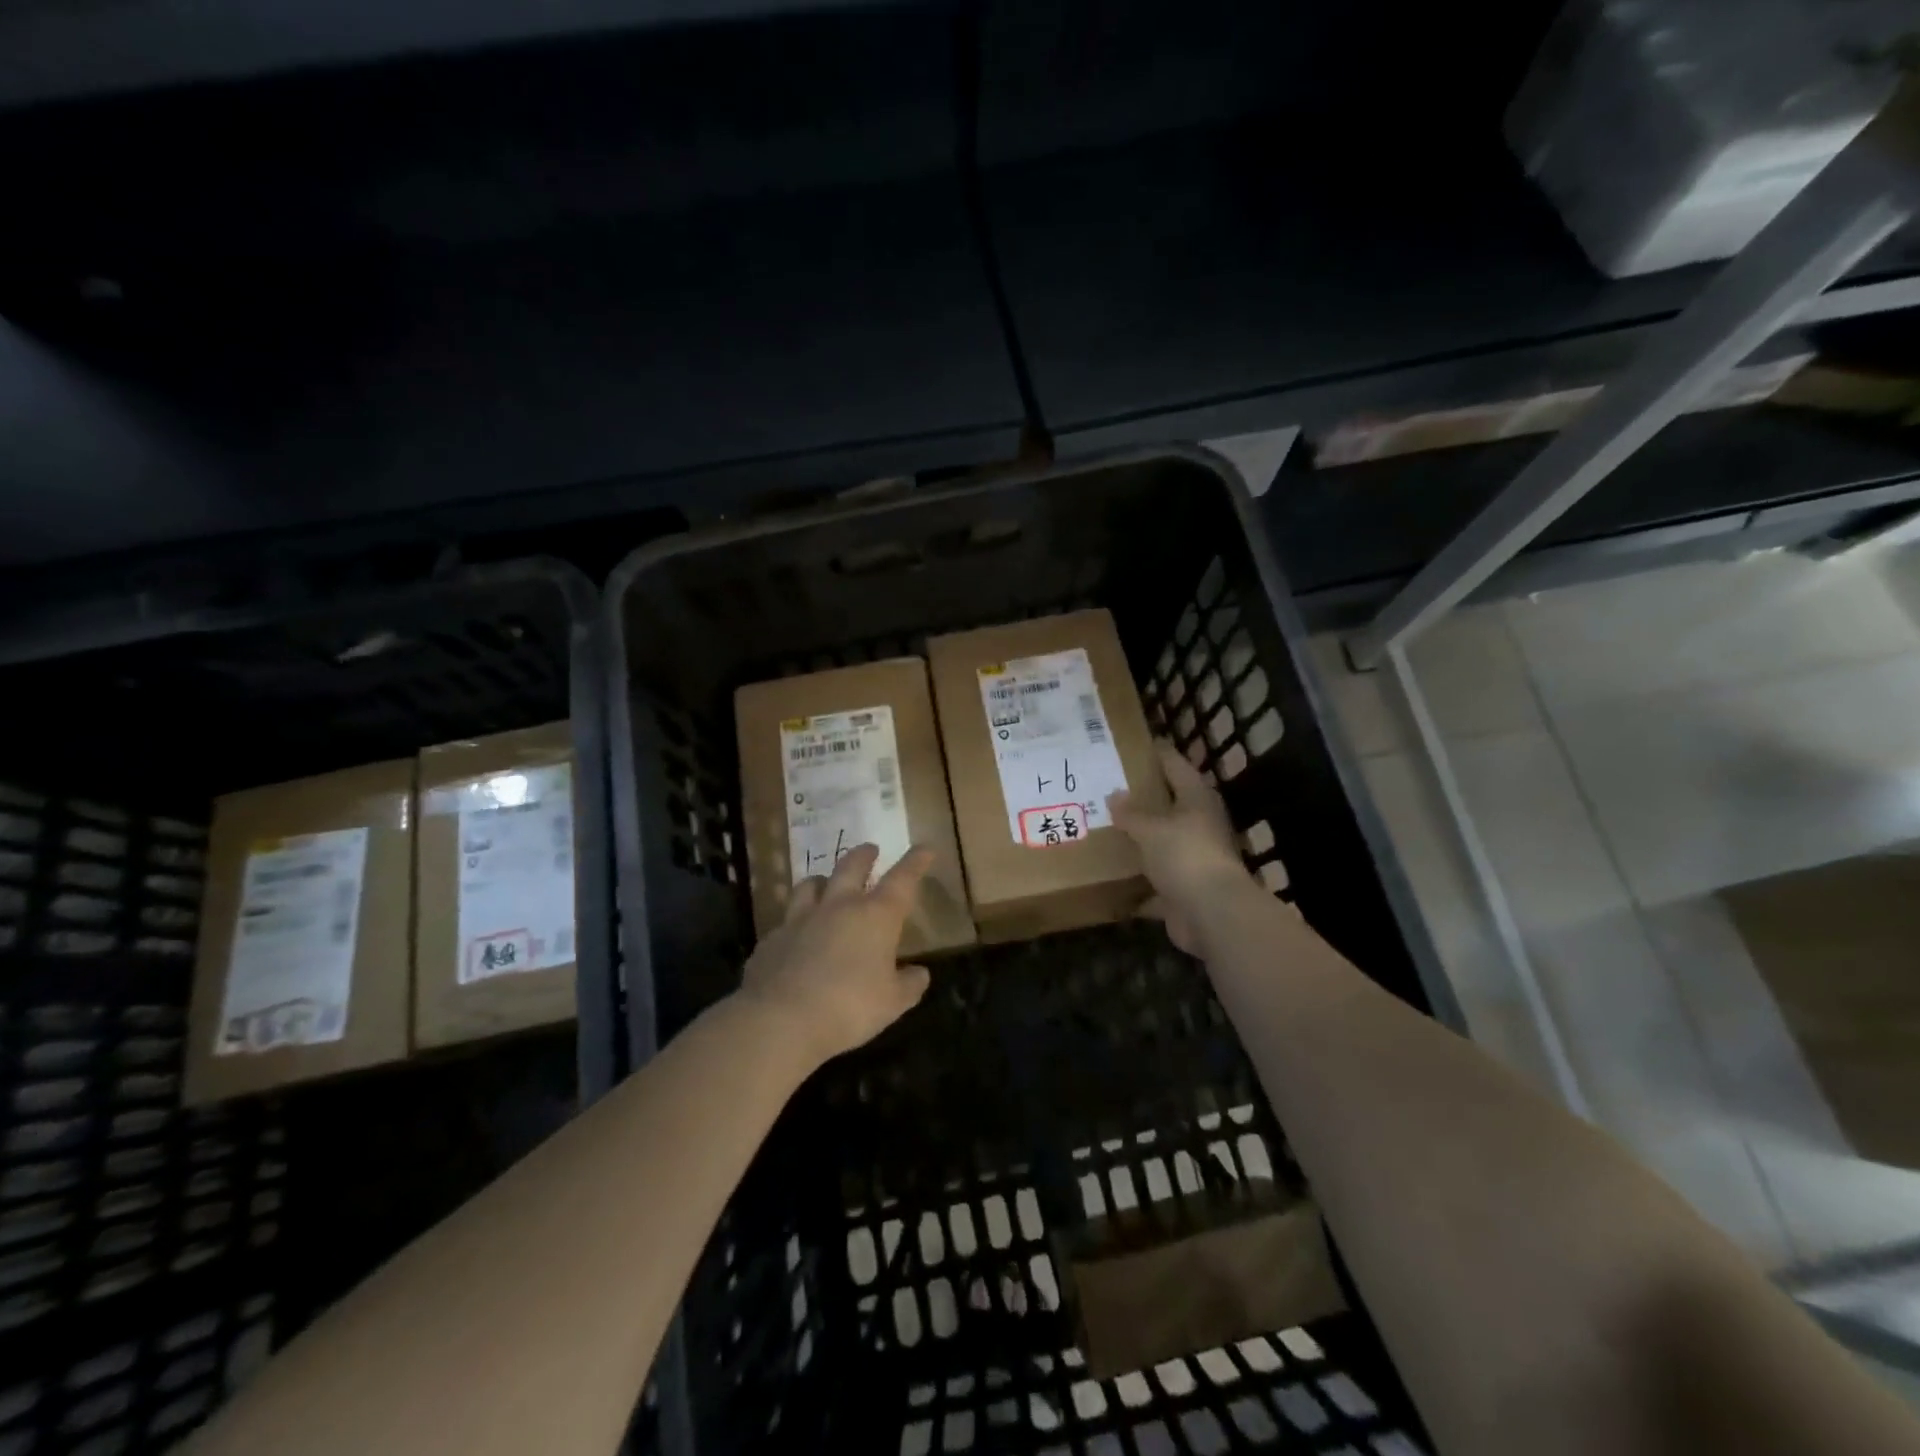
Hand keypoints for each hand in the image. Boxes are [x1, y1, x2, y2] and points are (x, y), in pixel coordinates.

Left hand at [739, 843, 934, 1064]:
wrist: (781, 1019)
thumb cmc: (850, 1007)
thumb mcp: (893, 1003)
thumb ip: (909, 984)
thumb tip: (920, 973)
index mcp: (876, 916)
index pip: (902, 879)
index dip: (915, 862)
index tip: (924, 848)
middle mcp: (838, 907)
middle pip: (851, 867)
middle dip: (864, 855)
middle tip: (870, 849)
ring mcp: (800, 919)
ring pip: (810, 884)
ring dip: (822, 879)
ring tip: (825, 881)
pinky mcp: (772, 938)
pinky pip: (786, 921)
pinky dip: (795, 923)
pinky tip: (795, 935)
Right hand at [1109, 739, 1251, 954]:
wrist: (1212, 914)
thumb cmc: (1185, 856)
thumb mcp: (1151, 829)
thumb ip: (1131, 813)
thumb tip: (1114, 795)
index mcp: (1196, 801)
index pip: (1176, 766)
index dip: (1159, 754)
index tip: (1138, 744)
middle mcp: (1199, 826)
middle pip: (1170, 806)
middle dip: (1143, 800)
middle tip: (1109, 788)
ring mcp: (1193, 860)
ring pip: (1162, 845)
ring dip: (1140, 842)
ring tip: (1105, 829)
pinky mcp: (1184, 891)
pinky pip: (1155, 883)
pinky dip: (1137, 884)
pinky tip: (1111, 879)